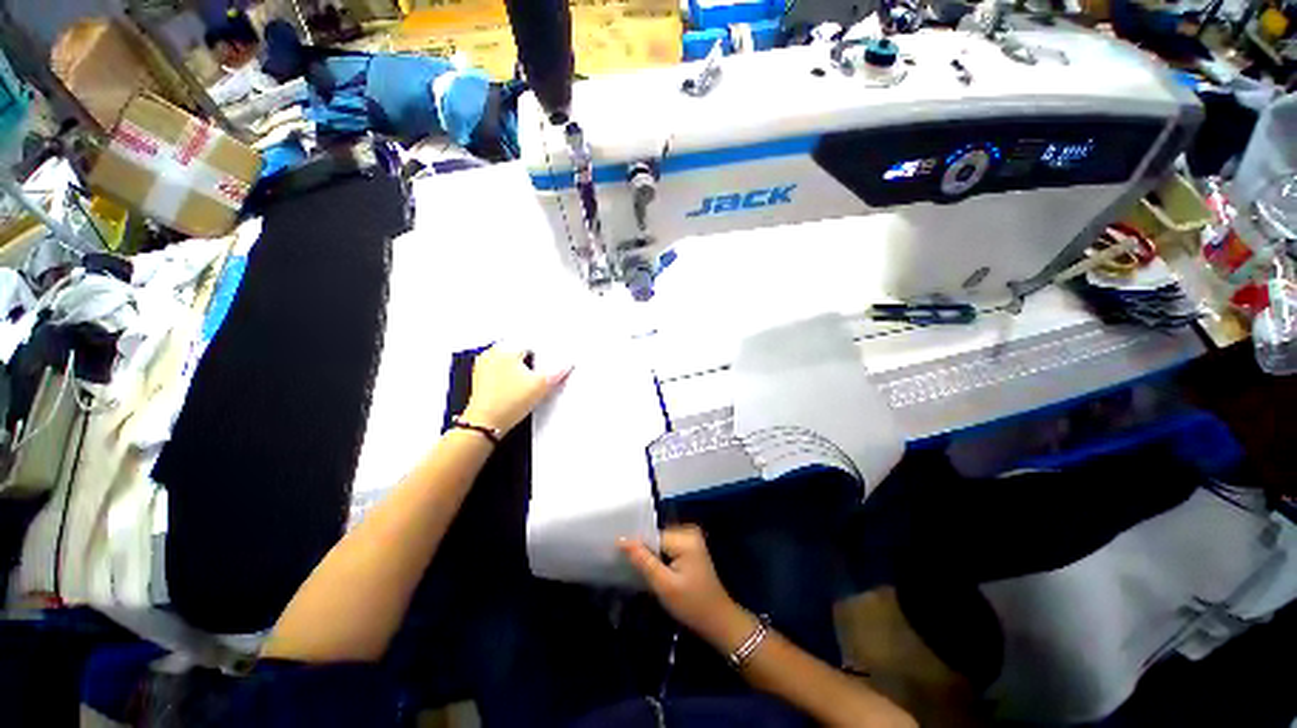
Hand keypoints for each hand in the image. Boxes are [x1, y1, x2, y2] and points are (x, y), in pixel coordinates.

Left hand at [462, 345, 570, 434]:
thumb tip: (567, 363)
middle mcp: (491, 354)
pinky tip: (519, 387)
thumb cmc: (507, 404)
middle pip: (520, 351)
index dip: (545, 352)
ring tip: (531, 380)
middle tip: (543, 371)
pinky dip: (511, 376)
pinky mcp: (481, 380)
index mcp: (504, 349)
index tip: (553, 360)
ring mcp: (483, 367)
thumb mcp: (541, 385)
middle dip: (533, 359)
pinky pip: (501, 371)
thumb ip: (558, 371)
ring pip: (510, 361)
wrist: (485, 425)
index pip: (531, 343)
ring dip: (522, 368)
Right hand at [620, 525, 758, 652]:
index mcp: (684, 537)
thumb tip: (621, 540)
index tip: (620, 558)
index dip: (637, 547)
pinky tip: (653, 570)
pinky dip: (659, 557)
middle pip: (656, 537)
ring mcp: (691, 538)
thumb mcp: (664, 585)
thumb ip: (643, 561)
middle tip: (630, 568)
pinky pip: (667, 546)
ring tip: (639, 570)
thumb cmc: (691, 604)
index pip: (651, 535)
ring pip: (660, 542)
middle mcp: (688, 531)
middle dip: (643, 551)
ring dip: (650, 555)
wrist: (718, 620)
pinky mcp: (690, 547)